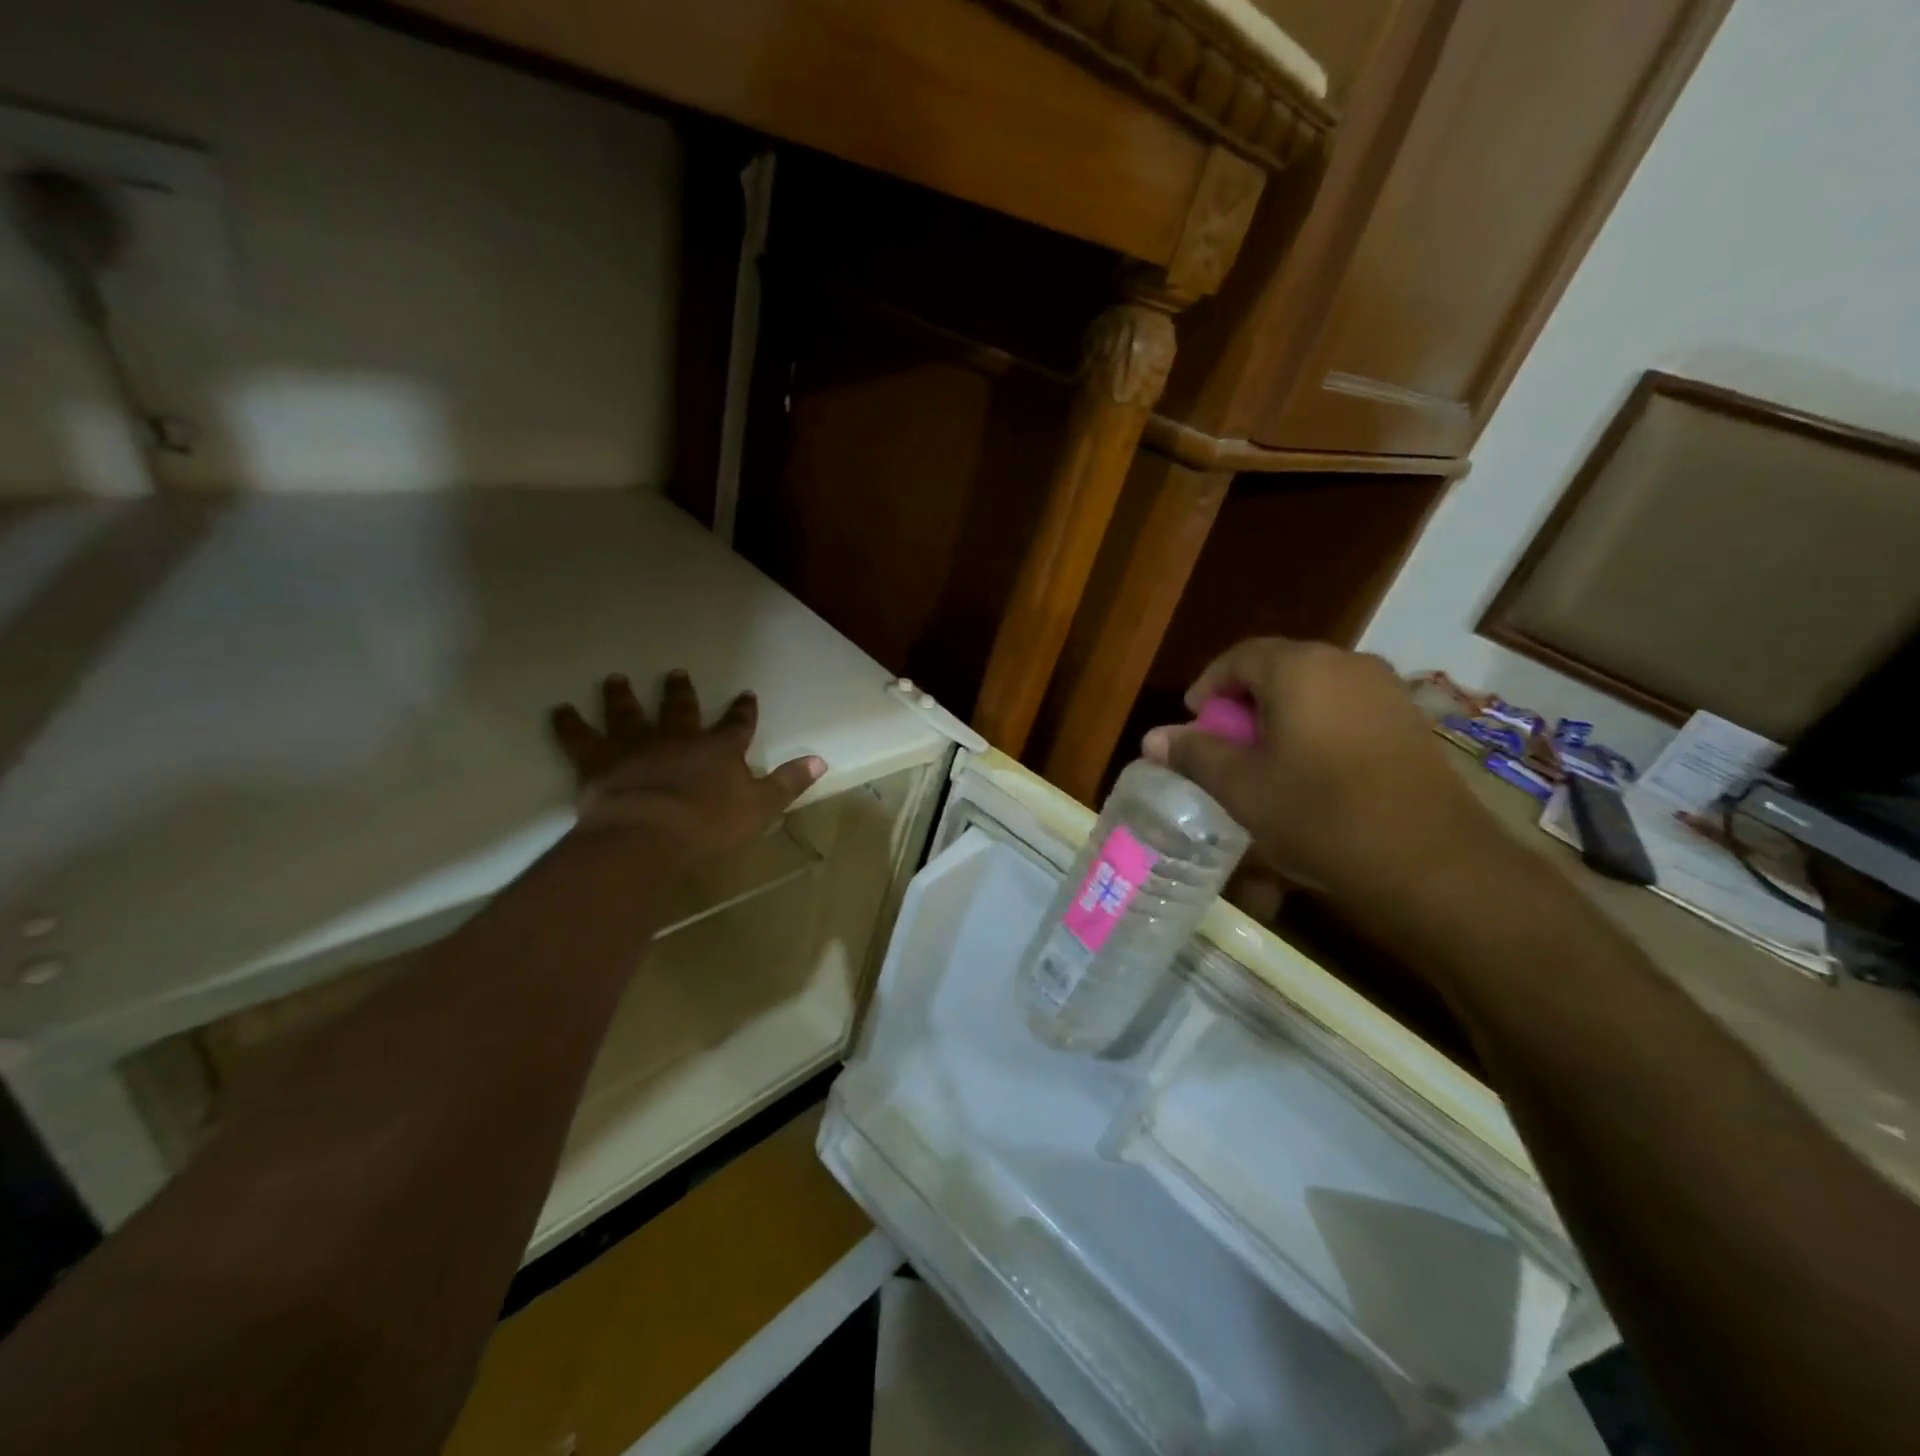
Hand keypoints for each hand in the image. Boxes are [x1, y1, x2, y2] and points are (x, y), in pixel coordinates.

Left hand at [550, 672, 824, 863]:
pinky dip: (568, 724)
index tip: (745, 695)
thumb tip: (820, 760)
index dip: (742, 711)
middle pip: (680, 709)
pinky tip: (557, 709)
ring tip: (616, 679)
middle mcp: (678, 738)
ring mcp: (636, 746)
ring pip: (629, 714)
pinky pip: (579, 738)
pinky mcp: (600, 762)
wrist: (649, 834)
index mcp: (718, 750)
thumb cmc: (709, 824)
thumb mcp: (761, 807)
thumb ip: (788, 783)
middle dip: (681, 692)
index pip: (736, 724)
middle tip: (677, 673)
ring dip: (623, 696)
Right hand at [1141, 639, 1508, 915]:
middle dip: (1245, 702)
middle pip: (1280, 669)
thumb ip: (1195, 754)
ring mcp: (1386, 691)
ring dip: (1282, 716)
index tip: (1193, 721)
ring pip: (1316, 690)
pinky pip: (1347, 710)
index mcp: (1300, 668)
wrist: (1428, 862)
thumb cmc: (1318, 814)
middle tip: (1225, 743)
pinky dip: (1318, 729)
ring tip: (1266, 760)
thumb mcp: (1241, 787)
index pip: (1240, 657)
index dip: (1209, 686)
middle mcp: (1346, 663)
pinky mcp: (1410, 722)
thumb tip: (1153, 737)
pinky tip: (1313, 772)